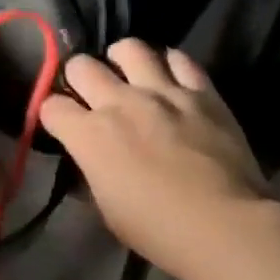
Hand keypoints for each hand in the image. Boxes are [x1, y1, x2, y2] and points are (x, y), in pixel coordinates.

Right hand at [37, 39, 269, 279]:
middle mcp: (118, 102)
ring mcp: (161, 92)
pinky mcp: (200, 92)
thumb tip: (87, 159)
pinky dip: (171, 65)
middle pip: (81, 65)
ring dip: (122, 60)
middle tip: (91, 94)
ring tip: (128, 74)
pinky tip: (171, 79)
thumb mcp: (107, 210)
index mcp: (89, 134)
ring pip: (128, 48)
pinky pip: (179, 60)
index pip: (51, 106)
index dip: (52, 114)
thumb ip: (91, 174)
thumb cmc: (160, 231)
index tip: (62, 125)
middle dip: (79, 78)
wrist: (228, 228)